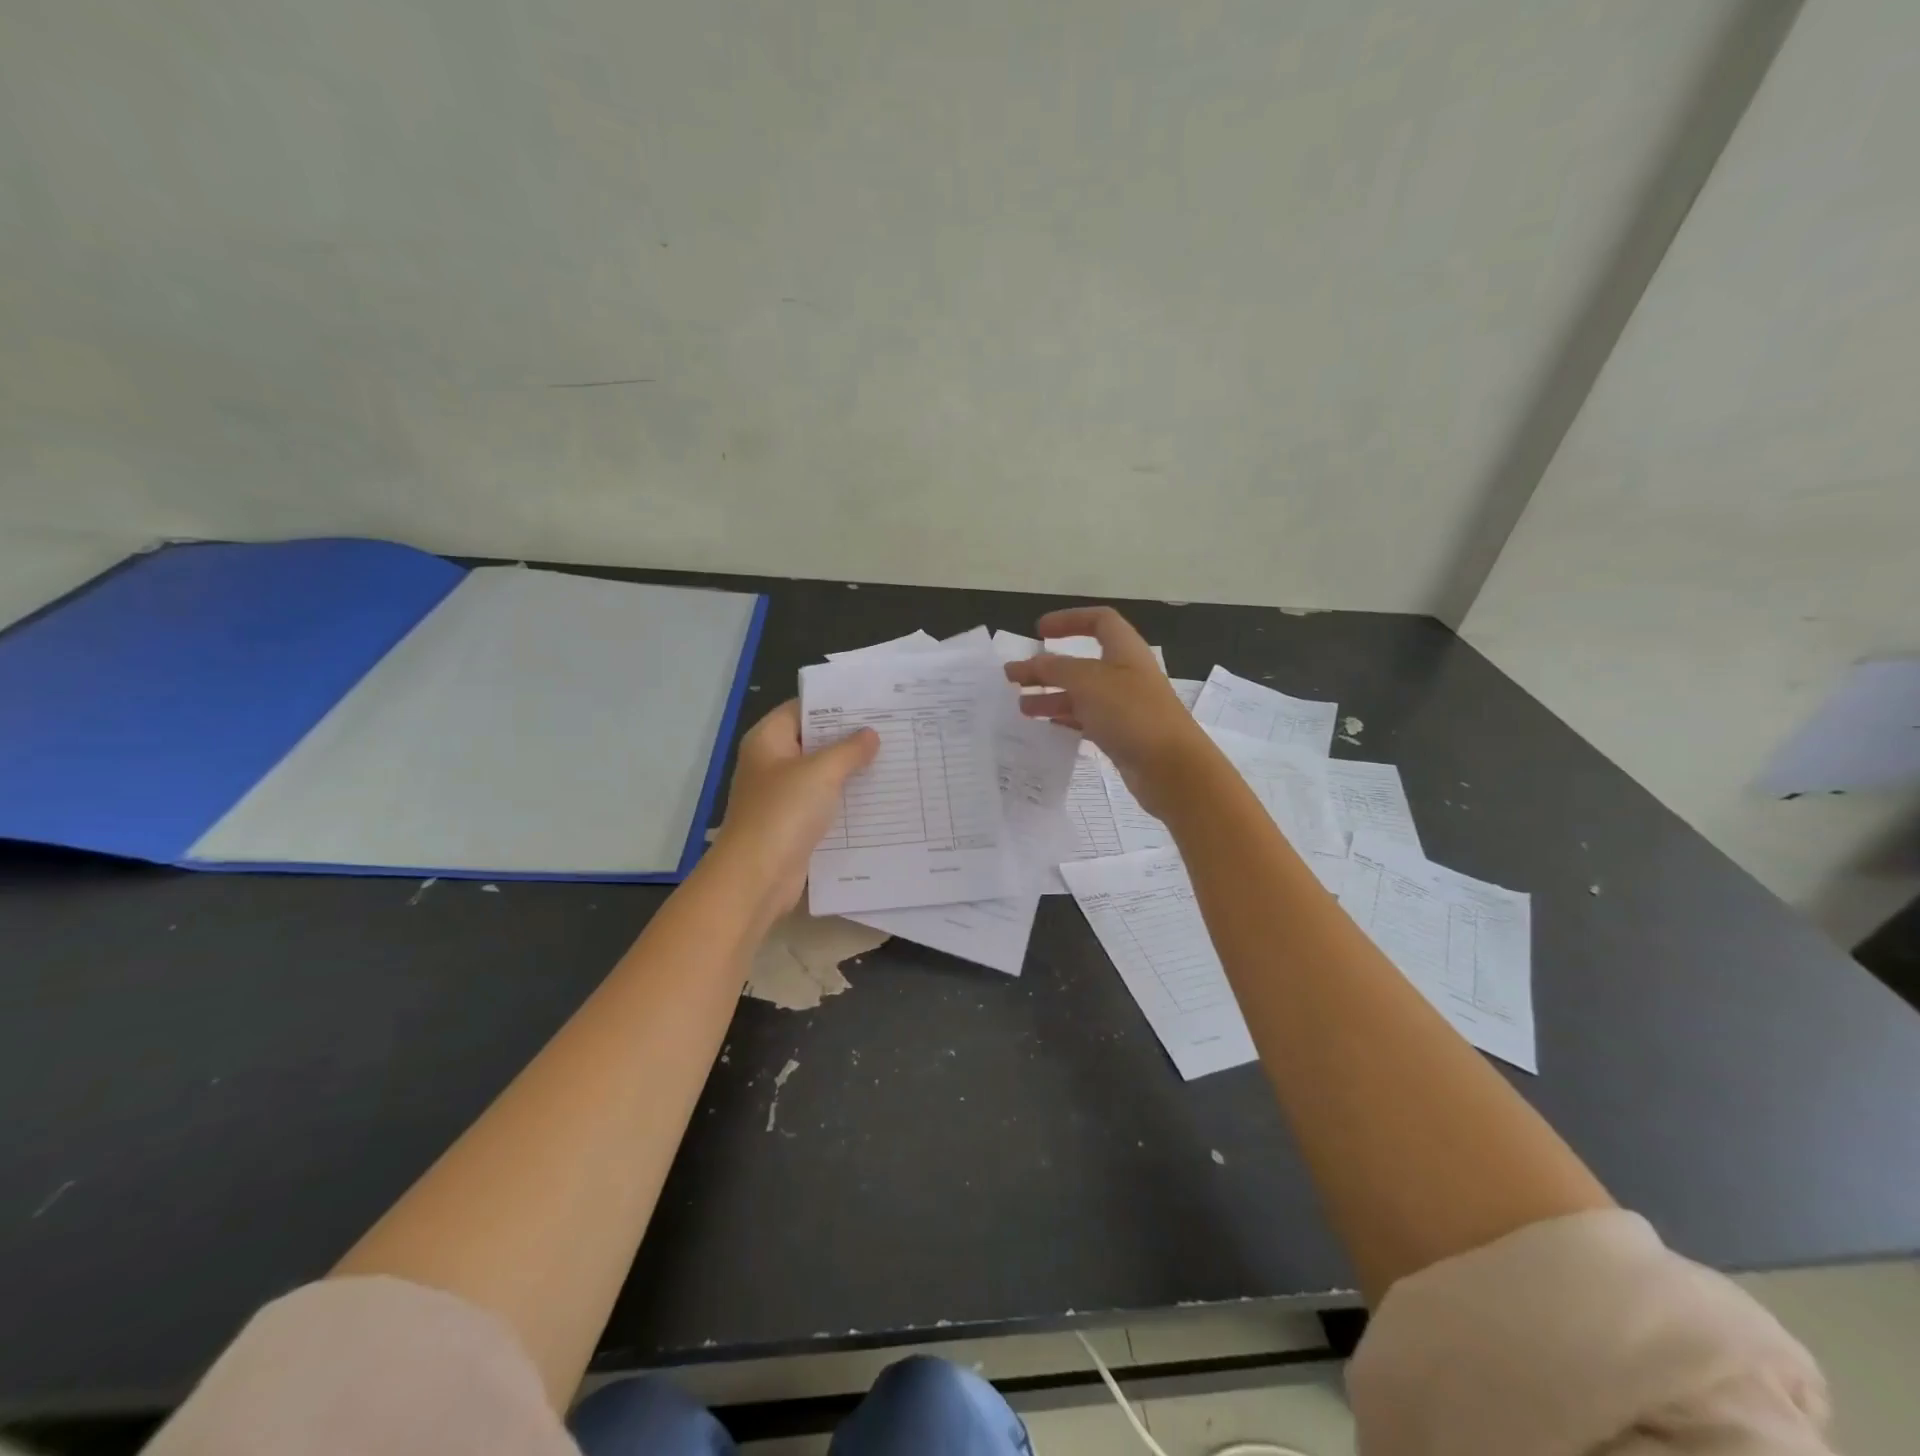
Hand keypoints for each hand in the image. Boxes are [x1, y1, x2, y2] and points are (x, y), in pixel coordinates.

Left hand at [713, 701, 878, 917]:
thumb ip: (849, 750)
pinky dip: (845, 800)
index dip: (835, 704)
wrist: (757, 877)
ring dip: (850, 771)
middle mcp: (771, 763)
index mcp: (768, 741)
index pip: (802, 708)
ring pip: (821, 775)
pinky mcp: (793, 824)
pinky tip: (877, 797)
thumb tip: (870, 734)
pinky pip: (823, 803)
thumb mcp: (821, 773)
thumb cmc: (783, 813)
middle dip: (849, 738)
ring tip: (892, 759)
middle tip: (891, 730)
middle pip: (813, 741)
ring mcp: (781, 796)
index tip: (872, 703)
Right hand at [1003, 606, 1210, 817]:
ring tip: (1021, 707)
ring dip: (1051, 696)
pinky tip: (1045, 727)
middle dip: (1047, 667)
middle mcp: (1125, 674)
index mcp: (1125, 651)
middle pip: (1082, 662)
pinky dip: (1065, 719)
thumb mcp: (1088, 682)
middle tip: (1013, 677)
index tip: (1039, 631)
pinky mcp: (1121, 734)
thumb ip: (1055, 669)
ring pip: (1081, 694)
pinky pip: (1087, 720)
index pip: (1099, 621)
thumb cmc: (1131, 713)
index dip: (1069, 620)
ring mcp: (1124, 706)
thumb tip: (1032, 663)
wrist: (1171, 768)